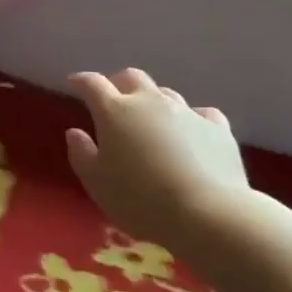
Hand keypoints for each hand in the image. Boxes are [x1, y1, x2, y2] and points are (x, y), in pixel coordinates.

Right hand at [65, 68, 248, 237]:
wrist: (207, 214)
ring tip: (151, 122)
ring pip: (166, 94)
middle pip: (132, 77)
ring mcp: (187, 112)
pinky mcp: (217, 128)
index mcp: (115, 111)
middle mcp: (150, 102)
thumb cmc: (140, 199)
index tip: (74, 82)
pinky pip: (200, 114)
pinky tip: (191, 133)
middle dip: (119, 83)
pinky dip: (190, 119)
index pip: (92, 84)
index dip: (81, 80)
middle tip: (113, 99)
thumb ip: (81, 154)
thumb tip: (75, 132)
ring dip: (154, 102)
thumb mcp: (96, 182)